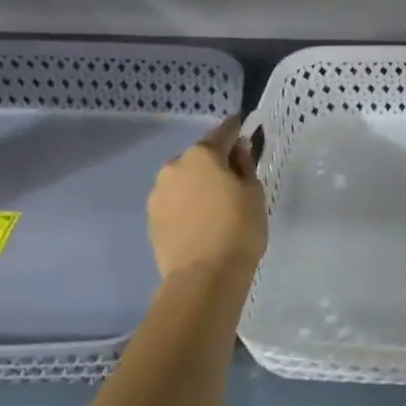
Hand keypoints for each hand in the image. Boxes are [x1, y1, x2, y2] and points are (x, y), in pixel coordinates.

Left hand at [147, 116, 266, 280]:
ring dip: (197, 185)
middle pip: (199, 157)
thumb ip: (245, 165)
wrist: (203, 277)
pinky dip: (187, 205)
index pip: (222, 132)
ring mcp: (157, 194)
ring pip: (183, 180)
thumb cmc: (238, 229)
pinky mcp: (151, 220)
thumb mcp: (254, 192)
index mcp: (201, 155)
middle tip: (234, 180)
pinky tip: (200, 222)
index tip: (244, 127)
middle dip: (215, 163)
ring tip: (215, 206)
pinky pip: (174, 202)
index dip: (236, 129)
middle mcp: (173, 167)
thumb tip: (237, 151)